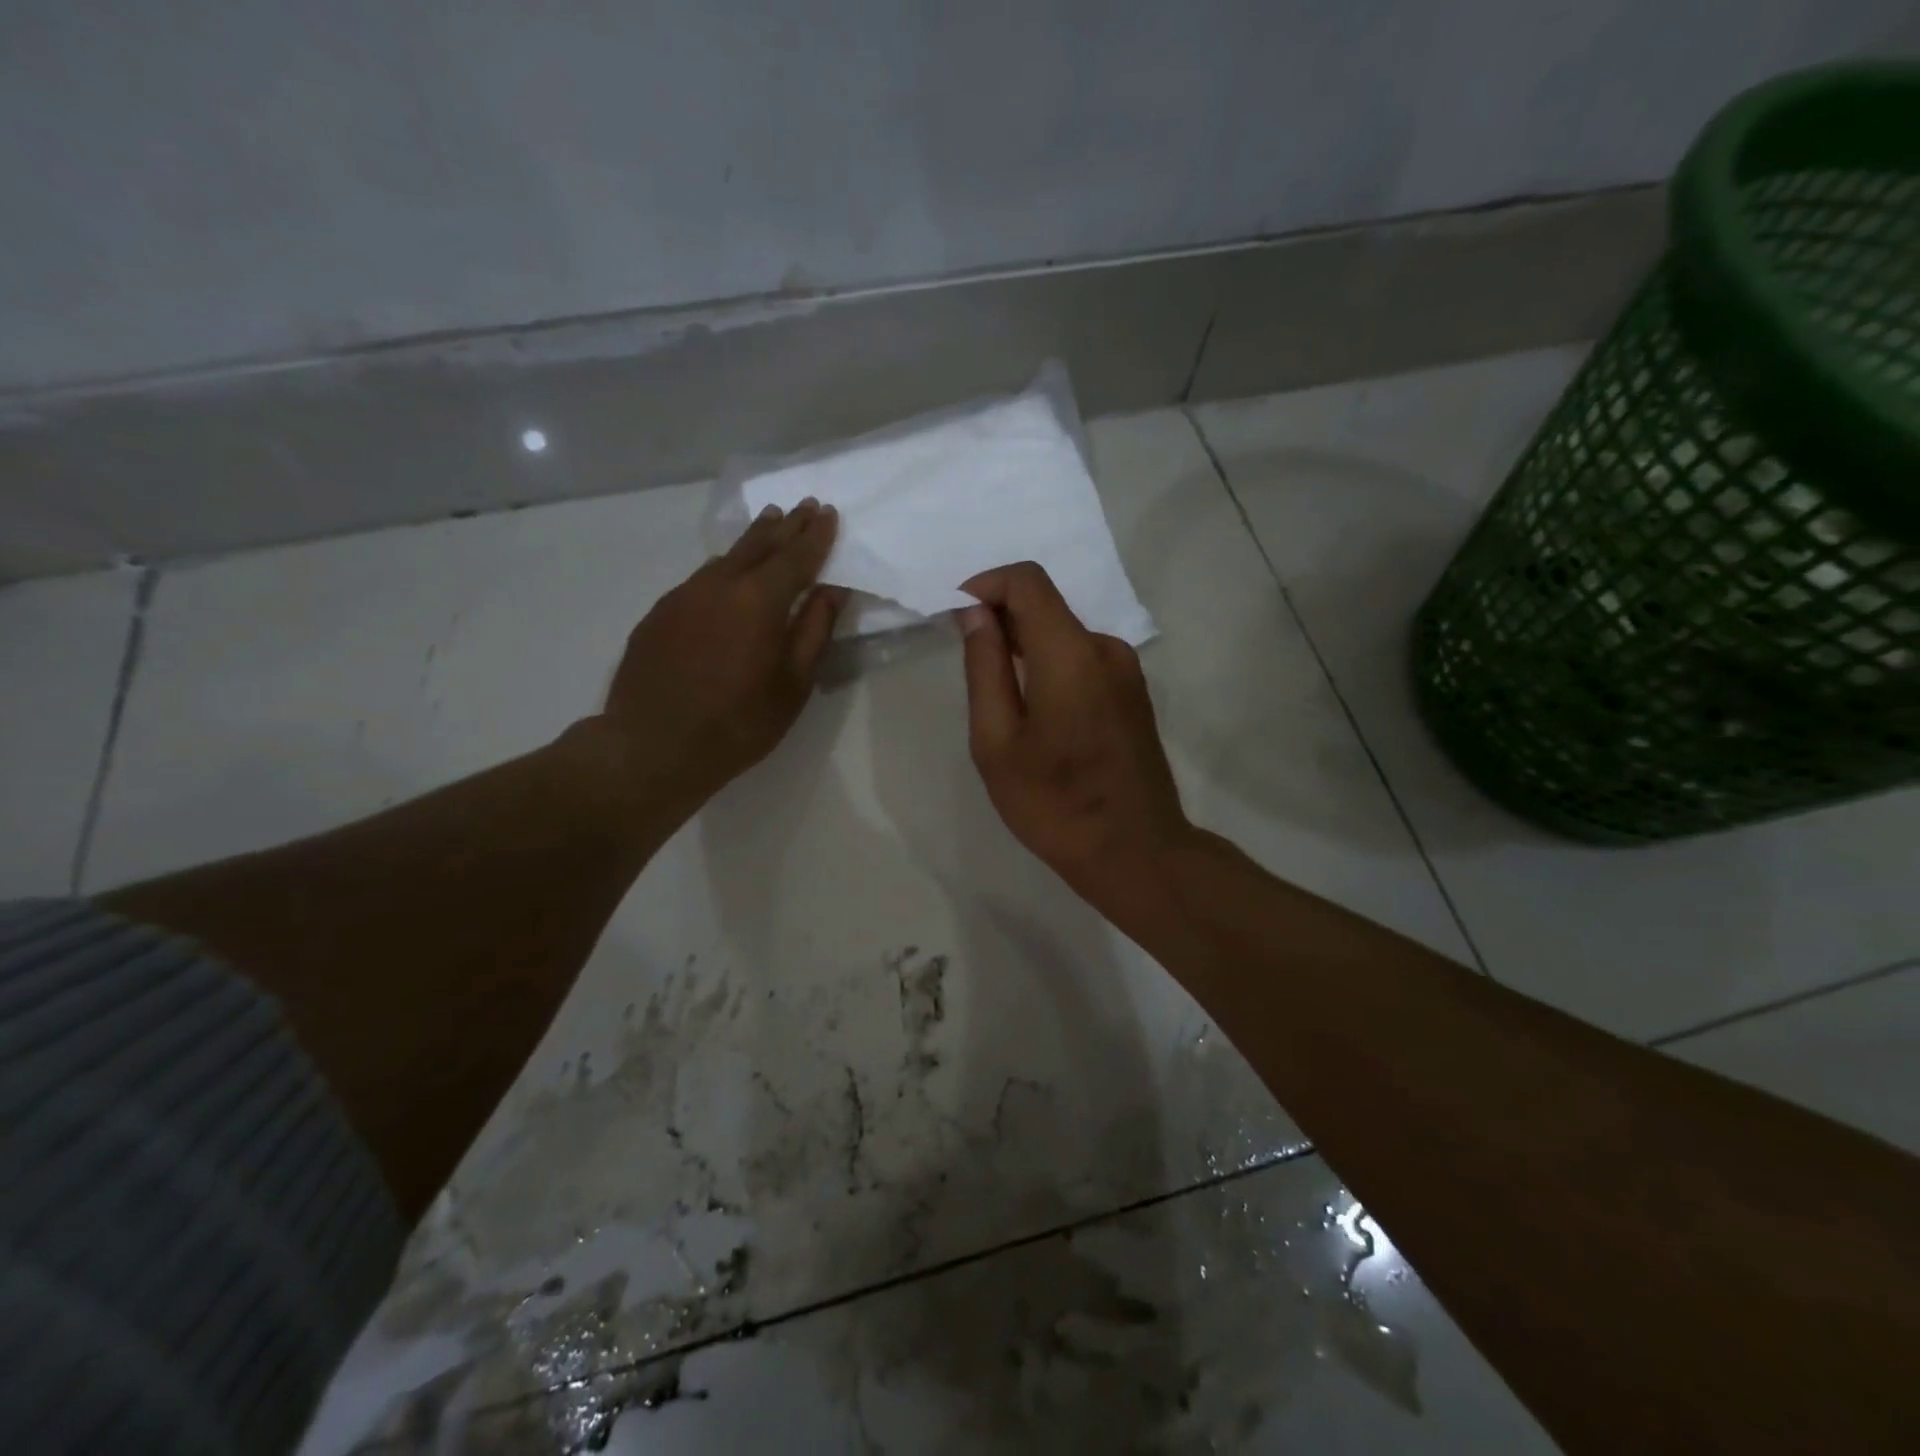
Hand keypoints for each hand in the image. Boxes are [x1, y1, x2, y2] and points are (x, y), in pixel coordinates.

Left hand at [595, 499, 845, 814]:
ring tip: (770, 525)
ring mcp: (684, 595)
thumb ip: (815, 631)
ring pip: (726, 557)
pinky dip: (725, 567)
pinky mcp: (660, 612)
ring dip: (753, 540)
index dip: (816, 535)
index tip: (828, 513)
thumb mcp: (793, 684)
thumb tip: (832, 590)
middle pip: (759, 544)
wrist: (652, 746)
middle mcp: (720, 585)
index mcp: (759, 601)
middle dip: (786, 525)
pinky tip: (729, 574)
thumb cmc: (738, 723)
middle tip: (803, 506)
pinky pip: (701, 578)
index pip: (796, 556)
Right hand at [959, 562, 1191, 906]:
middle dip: (1001, 617)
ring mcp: (1127, 671)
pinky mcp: (1134, 693)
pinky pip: (1083, 658)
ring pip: (1065, 633)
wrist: (1136, 852)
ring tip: (999, 695)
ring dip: (1025, 645)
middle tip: (967, 659)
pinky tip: (1036, 711)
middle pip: (1047, 604)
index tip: (956, 614)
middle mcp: (1106, 648)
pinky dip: (1051, 664)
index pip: (1027, 581)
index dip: (986, 584)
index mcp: (1071, 653)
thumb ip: (984, 667)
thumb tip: (975, 612)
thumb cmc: (1054, 803)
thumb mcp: (997, 741)